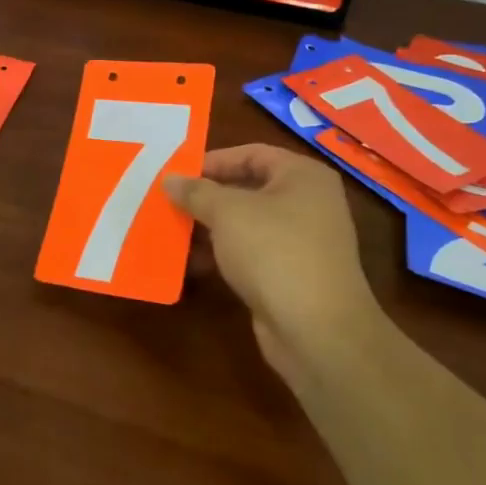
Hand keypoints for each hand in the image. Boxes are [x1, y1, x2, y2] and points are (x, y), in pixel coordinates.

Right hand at [164, 144, 381, 385]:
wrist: (317, 330)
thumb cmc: (274, 251)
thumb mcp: (227, 212)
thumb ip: (196, 191)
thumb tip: (170, 179)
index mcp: (302, 176)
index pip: (251, 154)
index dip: (213, 160)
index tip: (177, 174)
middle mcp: (307, 203)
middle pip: (247, 188)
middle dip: (206, 196)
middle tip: (168, 202)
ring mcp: (301, 241)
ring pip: (245, 224)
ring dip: (208, 228)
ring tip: (171, 232)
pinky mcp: (290, 275)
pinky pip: (249, 253)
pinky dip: (221, 255)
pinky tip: (191, 264)